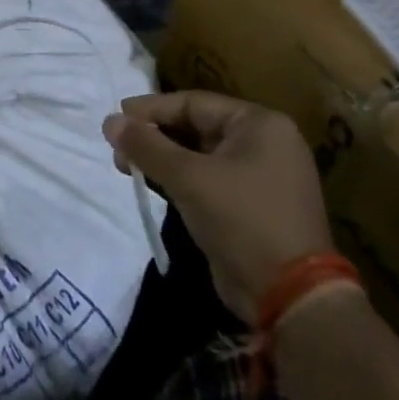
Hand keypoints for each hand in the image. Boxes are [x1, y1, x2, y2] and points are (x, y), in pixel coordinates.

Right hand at [104, 91, 329, 319]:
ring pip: (199, 156)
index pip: (194, 103)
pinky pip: (208, 180)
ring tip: (125, 166)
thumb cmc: (241, 219)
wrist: (289, 296)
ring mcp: (260, 176)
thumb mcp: (188, 177)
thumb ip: (146, 146)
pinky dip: (179, 180)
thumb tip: (109, 121)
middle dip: (154, 136)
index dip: (151, 109)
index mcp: (259, 124)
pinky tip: (150, 184)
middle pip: (196, 127)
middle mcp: (264, 143)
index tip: (116, 117)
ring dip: (162, 159)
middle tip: (117, 146)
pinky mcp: (251, 206)